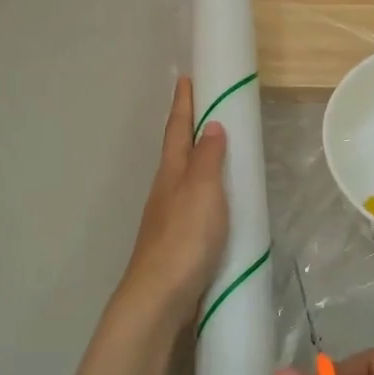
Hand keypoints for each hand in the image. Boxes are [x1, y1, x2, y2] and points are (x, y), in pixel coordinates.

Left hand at [113, 76, 228, 331]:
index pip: (178, 129)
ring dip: (195, 158)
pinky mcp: (176, 240)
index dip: (183, 104)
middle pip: (176, 151)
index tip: (186, 78)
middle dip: (187, 127)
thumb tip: (211, 125)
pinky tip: (213, 200)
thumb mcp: (202, 192)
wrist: (160, 296)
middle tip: (203, 107)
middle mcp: (165, 190)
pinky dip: (202, 189)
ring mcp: (167, 216)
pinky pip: (191, 202)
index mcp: (172, 173)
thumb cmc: (184, 238)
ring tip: (214, 149)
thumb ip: (209, 160)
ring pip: (182, 177)